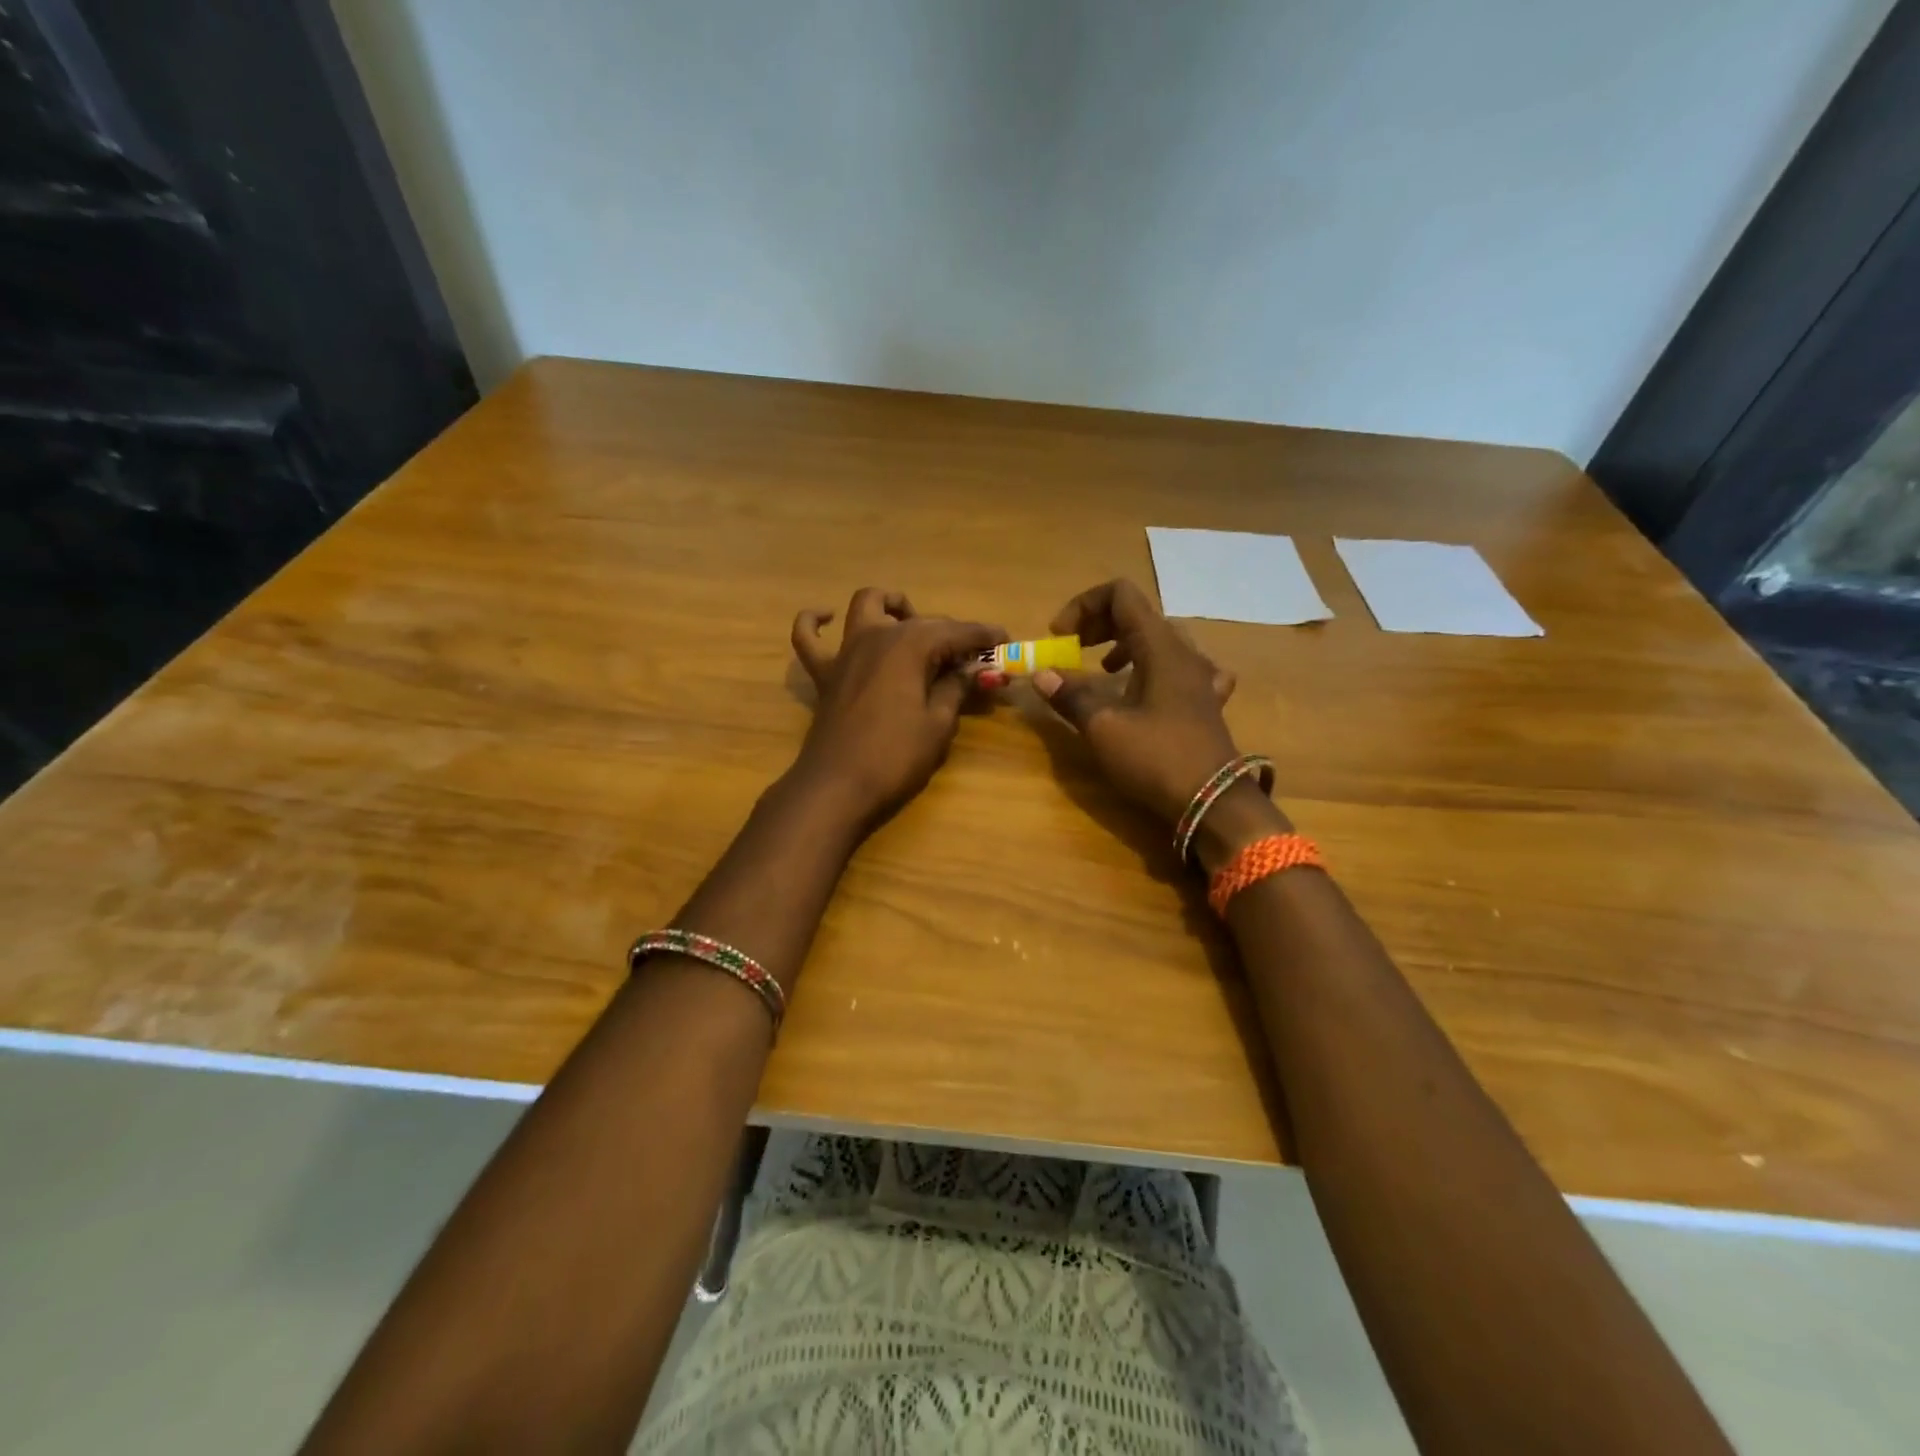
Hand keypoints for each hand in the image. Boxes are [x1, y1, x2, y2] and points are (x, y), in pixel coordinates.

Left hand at [789, 589, 1005, 828]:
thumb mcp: (938, 724)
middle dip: (952, 633)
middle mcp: (877, 635)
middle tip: (974, 658)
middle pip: (921, 621)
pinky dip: (814, 622)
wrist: (837, 787)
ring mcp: (846, 651)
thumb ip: (956, 688)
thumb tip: (974, 669)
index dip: (984, 636)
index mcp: (910, 645)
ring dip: (892, 606)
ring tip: (911, 624)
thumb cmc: (894, 757)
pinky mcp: (825, 673)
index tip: (1006, 641)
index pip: (956, 631)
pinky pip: (808, 636)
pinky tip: (826, 617)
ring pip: (867, 606)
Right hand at [1032, 579, 1246, 825]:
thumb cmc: (1156, 758)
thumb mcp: (1103, 728)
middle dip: (1099, 623)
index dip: (1083, 605)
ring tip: (1103, 669)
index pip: (1121, 595)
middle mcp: (1184, 652)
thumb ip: (1071, 696)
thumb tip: (1042, 675)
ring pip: (1160, 639)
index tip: (1060, 637)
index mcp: (1159, 646)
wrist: (1213, 802)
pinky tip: (1149, 690)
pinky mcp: (1206, 701)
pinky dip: (1156, 668)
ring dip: (1125, 644)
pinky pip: (1182, 668)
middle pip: (1139, 613)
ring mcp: (1200, 676)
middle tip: (1073, 648)